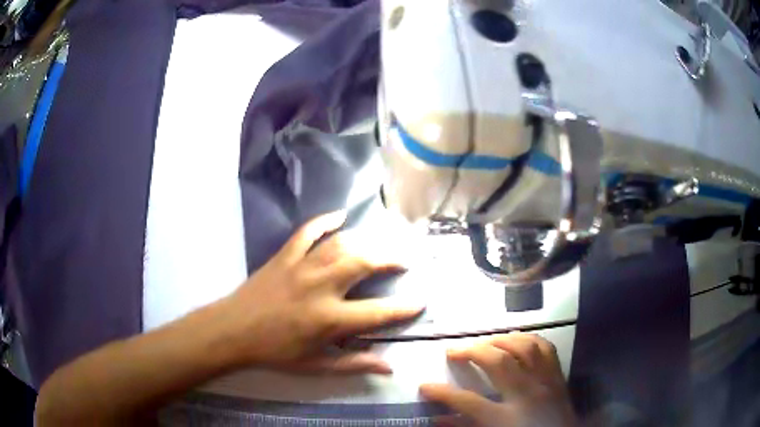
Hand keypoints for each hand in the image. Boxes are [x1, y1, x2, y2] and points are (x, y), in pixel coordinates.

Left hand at [221, 211, 423, 374]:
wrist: (234, 330)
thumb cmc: (276, 352)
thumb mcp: (316, 366)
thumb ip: (354, 364)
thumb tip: (389, 366)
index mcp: (329, 319)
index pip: (378, 312)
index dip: (404, 308)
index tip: (420, 301)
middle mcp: (320, 287)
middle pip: (364, 263)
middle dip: (390, 259)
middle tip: (403, 261)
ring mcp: (302, 266)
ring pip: (342, 244)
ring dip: (366, 242)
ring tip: (380, 246)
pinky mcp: (285, 255)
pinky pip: (308, 231)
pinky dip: (325, 220)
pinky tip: (340, 215)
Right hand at [420, 333, 576, 426]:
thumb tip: (438, 419)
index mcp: (506, 418)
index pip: (467, 401)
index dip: (442, 393)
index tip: (425, 385)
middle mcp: (527, 394)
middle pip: (498, 362)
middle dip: (472, 351)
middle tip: (456, 350)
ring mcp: (546, 382)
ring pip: (525, 347)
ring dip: (501, 339)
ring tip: (486, 342)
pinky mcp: (559, 377)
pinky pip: (547, 348)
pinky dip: (530, 339)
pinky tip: (519, 340)